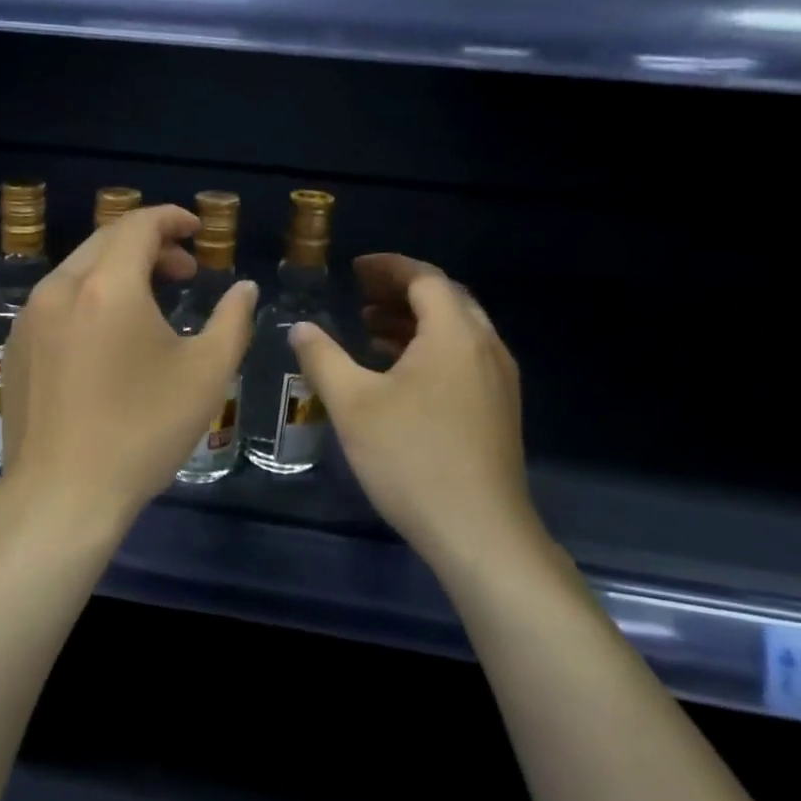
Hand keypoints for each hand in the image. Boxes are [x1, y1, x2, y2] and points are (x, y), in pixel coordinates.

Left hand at [0, 205, 257, 531]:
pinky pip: (58, 299)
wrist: (62, 494)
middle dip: (149, 244)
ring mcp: (31, 316)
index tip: (197, 231)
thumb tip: (243, 289)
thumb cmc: (142, 431)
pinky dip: (90, 295)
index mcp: (107, 285)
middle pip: (106, 240)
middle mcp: (61, 288)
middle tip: (184, 271)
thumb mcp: (206, 374)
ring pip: (79, 269)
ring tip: (151, 302)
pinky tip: (109, 335)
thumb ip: (232, 320)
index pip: (139, 225)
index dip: (172, 219)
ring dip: (118, 270)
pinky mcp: (16, 344)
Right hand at [289, 254, 539, 571]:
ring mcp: (498, 380)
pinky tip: (399, 373)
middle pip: (445, 299)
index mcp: (454, 334)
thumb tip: (300, 328)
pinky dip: (430, 348)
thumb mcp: (353, 404)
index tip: (354, 269)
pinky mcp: (499, 409)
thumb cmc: (412, 458)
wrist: (481, 533)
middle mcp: (485, 347)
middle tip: (360, 294)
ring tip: (371, 328)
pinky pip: (464, 357)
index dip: (388, 267)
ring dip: (414, 321)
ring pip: (456, 330)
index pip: (425, 278)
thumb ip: (323, 357)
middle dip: (401, 290)